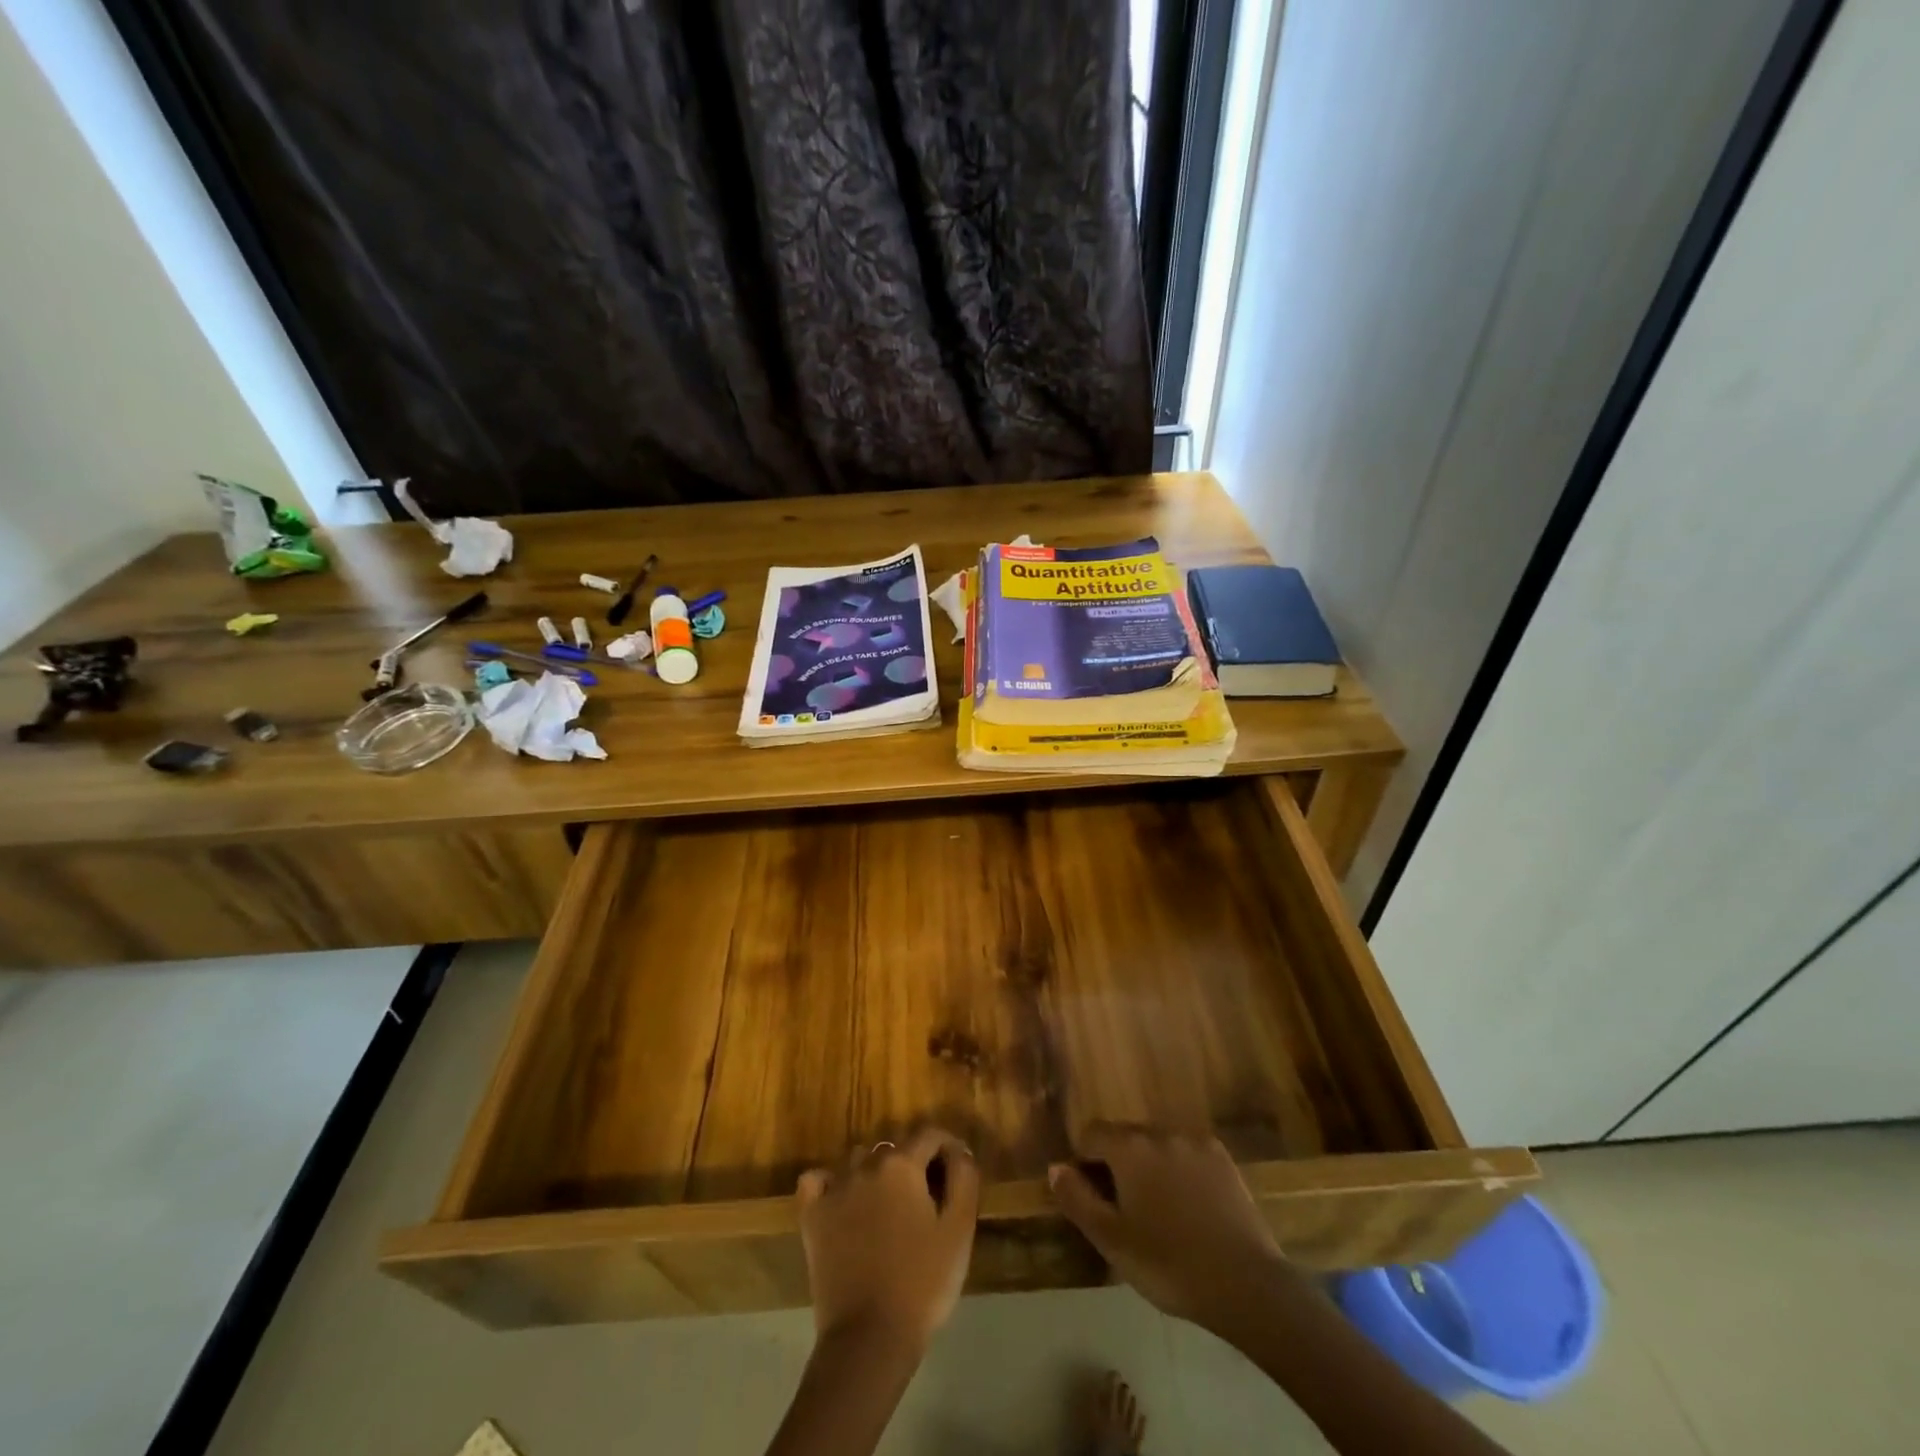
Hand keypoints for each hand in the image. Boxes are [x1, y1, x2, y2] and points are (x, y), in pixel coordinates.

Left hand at [796, 1128, 979, 1350]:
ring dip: (876, 1173)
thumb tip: (959, 1150)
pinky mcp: (811, 1216)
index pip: (929, 1136)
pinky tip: (842, 1201)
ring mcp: (834, 1189)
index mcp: (902, 1165)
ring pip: (859, 1161)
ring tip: (889, 1207)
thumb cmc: (922, 1283)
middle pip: (895, 1149)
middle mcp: (865, 1165)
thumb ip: (964, 1178)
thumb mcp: (959, 1230)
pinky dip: (829, 1183)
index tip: (956, 1170)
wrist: (869, 1339)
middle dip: (914, 1164)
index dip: (947, 1147)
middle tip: (927, 1200)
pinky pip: (817, 1181)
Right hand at [1048, 1125, 1291, 1329]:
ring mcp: (1195, 1142)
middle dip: (1117, 1164)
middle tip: (1124, 1210)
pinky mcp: (1223, 1159)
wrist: (1246, 1283)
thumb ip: (1077, 1199)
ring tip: (1159, 1212)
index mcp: (1130, 1147)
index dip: (1084, 1162)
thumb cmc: (1169, 1264)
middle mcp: (1160, 1132)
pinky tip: (1189, 1209)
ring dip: (1149, 1167)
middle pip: (1125, 1137)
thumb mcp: (1112, 1240)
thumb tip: (1056, 1167)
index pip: (1091, 1134)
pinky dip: (1179, 1171)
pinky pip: (1187, 1154)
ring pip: (1157, 1145)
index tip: (1092, 1198)